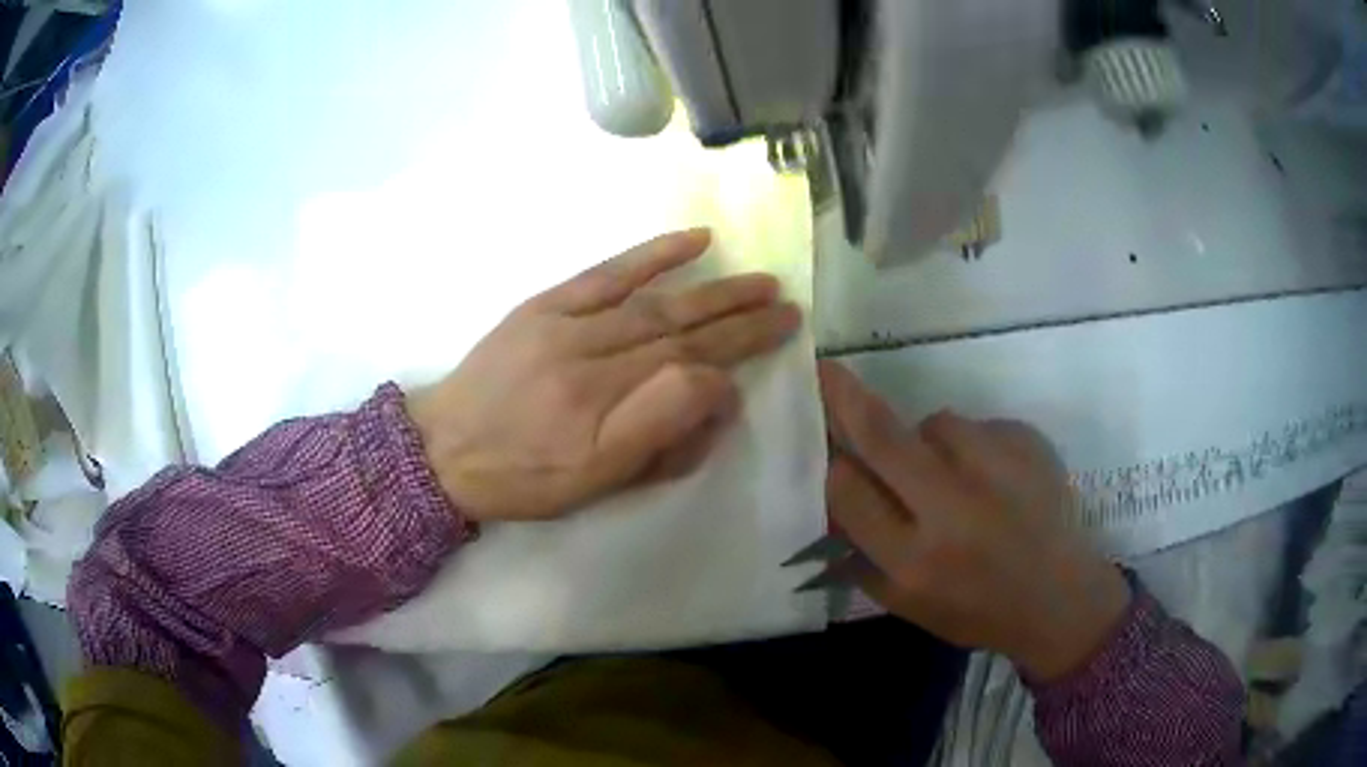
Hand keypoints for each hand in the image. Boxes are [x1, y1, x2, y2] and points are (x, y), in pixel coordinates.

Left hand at [405, 230, 801, 521]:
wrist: (443, 449)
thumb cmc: (524, 479)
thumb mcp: (594, 485)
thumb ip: (660, 438)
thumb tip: (716, 395)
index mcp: (602, 415)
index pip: (688, 378)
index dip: (733, 365)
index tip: (768, 353)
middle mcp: (590, 361)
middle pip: (680, 334)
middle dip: (741, 320)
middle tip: (787, 307)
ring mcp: (566, 325)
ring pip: (655, 304)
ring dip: (713, 291)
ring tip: (760, 282)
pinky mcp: (546, 305)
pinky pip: (607, 273)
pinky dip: (653, 255)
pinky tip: (694, 241)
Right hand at [818, 361, 1130, 681]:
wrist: (1059, 597)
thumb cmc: (976, 610)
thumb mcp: (908, 605)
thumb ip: (860, 558)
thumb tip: (829, 501)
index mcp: (914, 559)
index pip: (849, 492)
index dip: (832, 463)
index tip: (825, 443)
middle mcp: (952, 510)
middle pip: (883, 436)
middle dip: (846, 398)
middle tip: (827, 369)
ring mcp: (997, 469)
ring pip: (937, 423)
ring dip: (929, 441)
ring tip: (955, 477)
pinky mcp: (1029, 443)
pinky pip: (981, 427)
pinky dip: (975, 447)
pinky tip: (995, 480)